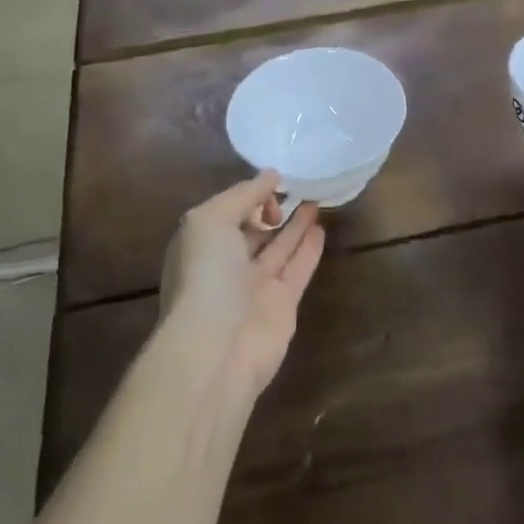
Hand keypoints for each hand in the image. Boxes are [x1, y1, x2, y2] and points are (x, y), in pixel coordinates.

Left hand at [160, 171, 325, 398]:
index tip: (274, 184)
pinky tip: (321, 227)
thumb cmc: (206, 276)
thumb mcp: (211, 220)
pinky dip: (309, 248)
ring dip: (295, 224)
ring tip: (315, 199)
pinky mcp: (283, 304)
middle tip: (299, 187)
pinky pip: (298, 268)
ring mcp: (255, 286)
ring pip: (279, 247)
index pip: (227, 212)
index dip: (249, 196)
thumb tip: (271, 175)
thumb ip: (243, 194)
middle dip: (271, 209)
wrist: (218, 348)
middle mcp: (226, 265)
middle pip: (252, 231)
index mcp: (201, 245)